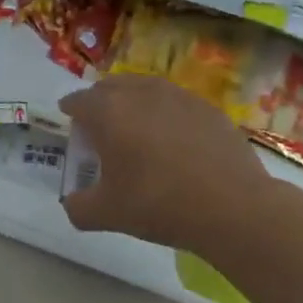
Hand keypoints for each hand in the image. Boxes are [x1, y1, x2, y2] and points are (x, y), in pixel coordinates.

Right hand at [59, 73, 269, 248]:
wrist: (232, 207)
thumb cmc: (159, 204)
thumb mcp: (106, 215)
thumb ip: (78, 207)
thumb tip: (73, 204)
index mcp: (108, 111)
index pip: (78, 100)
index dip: (70, 112)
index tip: (71, 125)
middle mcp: (140, 93)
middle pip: (110, 87)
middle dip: (100, 103)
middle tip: (101, 129)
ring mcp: (178, 96)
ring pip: (144, 89)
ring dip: (133, 103)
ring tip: (137, 130)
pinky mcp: (208, 107)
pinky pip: (176, 103)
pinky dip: (166, 114)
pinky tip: (174, 141)